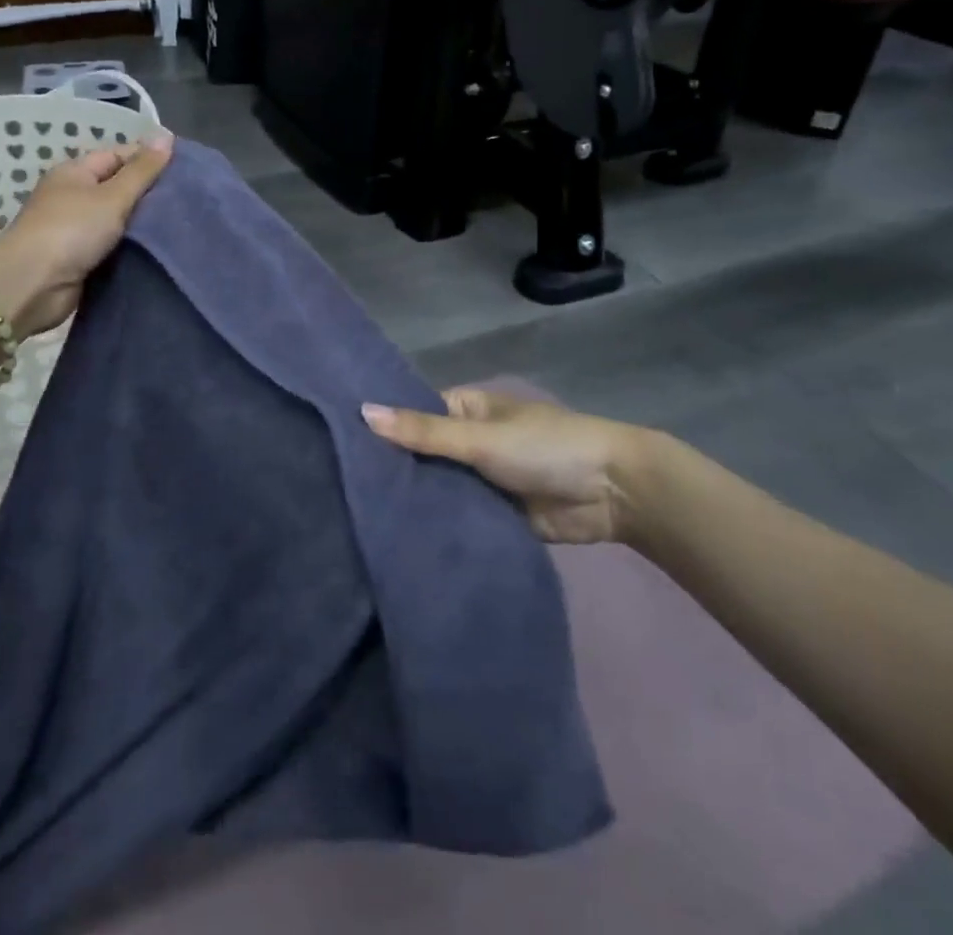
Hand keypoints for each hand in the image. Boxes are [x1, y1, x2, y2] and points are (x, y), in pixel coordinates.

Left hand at [0, 131, 174, 337]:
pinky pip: (114, 247)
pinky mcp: (81, 260)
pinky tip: (160, 249)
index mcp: (75, 173)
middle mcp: (73, 197)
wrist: (33, 285)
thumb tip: (166, 135)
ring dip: (143, 225)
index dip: (148, 159)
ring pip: (118, 220)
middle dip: (150, 194)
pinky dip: (133, 248)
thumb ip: (142, 170)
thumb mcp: (112, 195)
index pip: (117, 156)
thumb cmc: (71, 230)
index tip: (184, 169)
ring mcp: (76, 230)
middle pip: (118, 188)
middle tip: (189, 198)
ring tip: (182, 223)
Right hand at [360, 388, 669, 544]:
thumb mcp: (480, 436)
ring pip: (439, 489)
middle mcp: (468, 441)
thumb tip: (362, 412)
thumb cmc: (545, 447)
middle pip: (422, 454)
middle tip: (340, 493)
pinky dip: (440, 526)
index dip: (381, 428)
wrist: (614, 492)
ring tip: (357, 520)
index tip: (338, 447)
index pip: (412, 415)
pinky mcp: (496, 515)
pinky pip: (460, 517)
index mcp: (465, 410)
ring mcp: (482, 479)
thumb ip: (424, 431)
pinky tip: (401, 542)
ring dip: (415, 502)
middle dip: (394, 471)